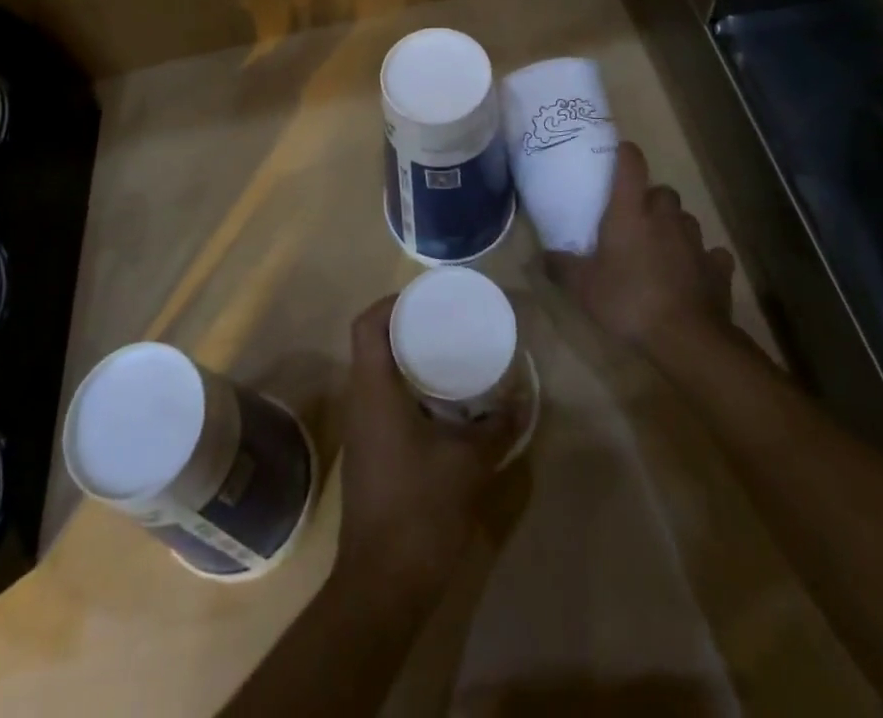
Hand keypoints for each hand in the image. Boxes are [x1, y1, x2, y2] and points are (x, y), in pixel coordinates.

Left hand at [335, 296, 518, 601]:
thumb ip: (497, 427)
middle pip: (371, 344)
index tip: (426, 297)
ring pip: (377, 373)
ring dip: (406, 358)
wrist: (382, 585)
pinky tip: (440, 403)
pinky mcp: (369, 453)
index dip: (391, 302)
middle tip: (445, 321)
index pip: (366, 325)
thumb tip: (523, 399)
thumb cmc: (420, 511)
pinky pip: (383, 401)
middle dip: (405, 326)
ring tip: (447, 353)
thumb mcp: (469, 464)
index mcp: (373, 390)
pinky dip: (407, 389)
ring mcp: (361, 429)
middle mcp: (360, 401)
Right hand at [546, 141, 735, 351]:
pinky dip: (704, 258)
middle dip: (652, 199)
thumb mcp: (583, 287)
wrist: (686, 337)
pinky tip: (694, 271)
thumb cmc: (628, 300)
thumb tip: (542, 256)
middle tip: (637, 217)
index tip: (620, 151)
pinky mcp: (717, 268)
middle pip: (663, 192)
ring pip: (687, 219)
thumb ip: (561, 267)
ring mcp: (696, 241)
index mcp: (630, 213)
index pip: (631, 166)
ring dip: (675, 226)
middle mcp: (665, 218)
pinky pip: (712, 253)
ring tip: (662, 246)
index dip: (626, 153)